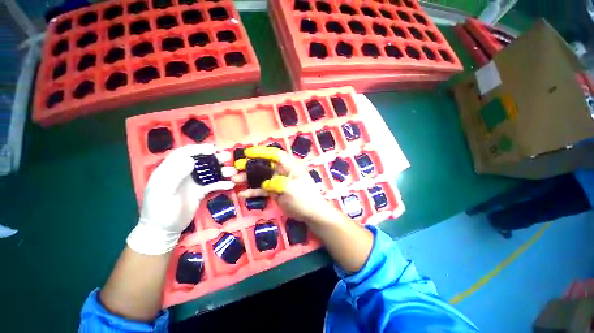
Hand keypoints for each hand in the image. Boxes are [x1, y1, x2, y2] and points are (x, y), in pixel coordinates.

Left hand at [127, 144, 235, 254]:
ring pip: (208, 172)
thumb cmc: (160, 211)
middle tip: (226, 157)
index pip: (184, 154)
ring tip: (232, 171)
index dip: (198, 149)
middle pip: (199, 161)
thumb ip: (175, 175)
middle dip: (213, 158)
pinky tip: (230, 185)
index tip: (213, 149)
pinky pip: (212, 185)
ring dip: (221, 170)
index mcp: (170, 170)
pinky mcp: (200, 192)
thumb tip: (190, 160)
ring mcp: (192, 183)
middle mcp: (183, 174)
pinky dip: (221, 184)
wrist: (164, 230)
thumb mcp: (163, 193)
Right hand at [232, 146, 337, 222]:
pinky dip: (253, 191)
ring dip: (248, 178)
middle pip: (265, 165)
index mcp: (289, 166)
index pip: (275, 154)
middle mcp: (282, 171)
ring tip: (234, 179)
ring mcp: (278, 182)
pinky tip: (242, 194)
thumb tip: (265, 184)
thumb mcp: (291, 188)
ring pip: (261, 177)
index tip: (247, 153)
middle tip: (236, 167)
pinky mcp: (275, 191)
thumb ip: (276, 183)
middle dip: (251, 165)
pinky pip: (262, 190)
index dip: (261, 152)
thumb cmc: (304, 197)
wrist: (311, 213)